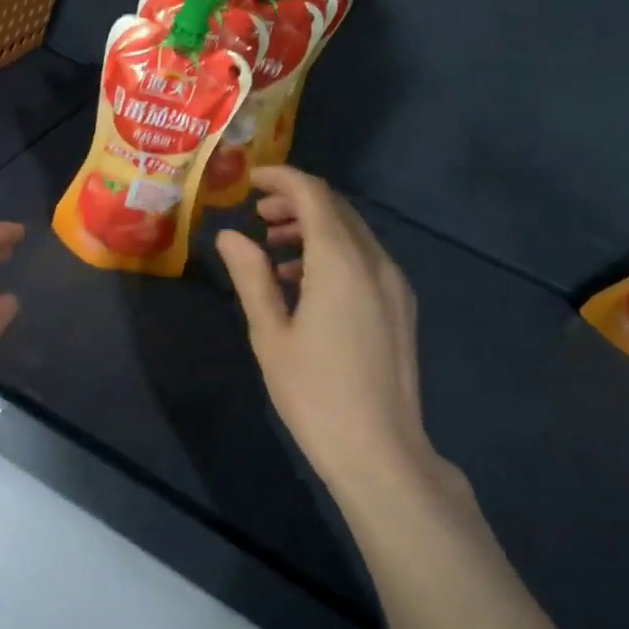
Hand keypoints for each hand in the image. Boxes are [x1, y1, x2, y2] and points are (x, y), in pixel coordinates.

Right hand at [216, 168, 447, 503]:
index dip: (281, 179)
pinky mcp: (400, 307)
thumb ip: (250, 277)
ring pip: (353, 234)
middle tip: (256, 215)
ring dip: (314, 228)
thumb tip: (228, 236)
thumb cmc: (314, 393)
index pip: (314, 196)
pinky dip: (332, 254)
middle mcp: (375, 262)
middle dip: (296, 202)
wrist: (380, 450)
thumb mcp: (270, 334)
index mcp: (340, 263)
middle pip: (336, 209)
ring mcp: (394, 284)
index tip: (249, 180)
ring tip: (273, 248)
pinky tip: (303, 282)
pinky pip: (365, 260)